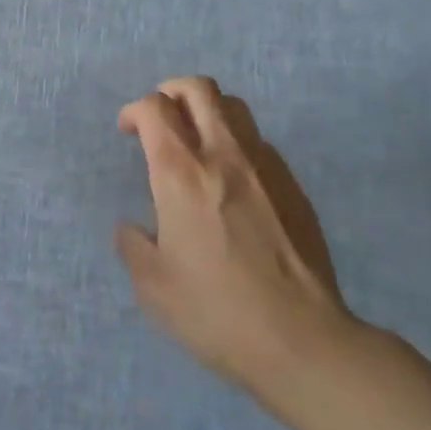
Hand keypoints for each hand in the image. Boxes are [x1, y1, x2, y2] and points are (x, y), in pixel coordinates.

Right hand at [115, 77, 353, 401]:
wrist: (302, 340)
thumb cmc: (216, 312)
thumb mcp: (154, 288)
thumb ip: (134, 247)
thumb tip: (132, 228)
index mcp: (181, 173)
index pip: (154, 108)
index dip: (134, 110)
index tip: (128, 131)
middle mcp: (223, 155)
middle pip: (198, 89)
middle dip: (171, 91)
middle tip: (161, 118)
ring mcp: (265, 166)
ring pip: (234, 107)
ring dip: (207, 111)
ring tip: (197, 142)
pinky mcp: (294, 186)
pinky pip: (259, 143)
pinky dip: (236, 144)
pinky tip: (233, 182)